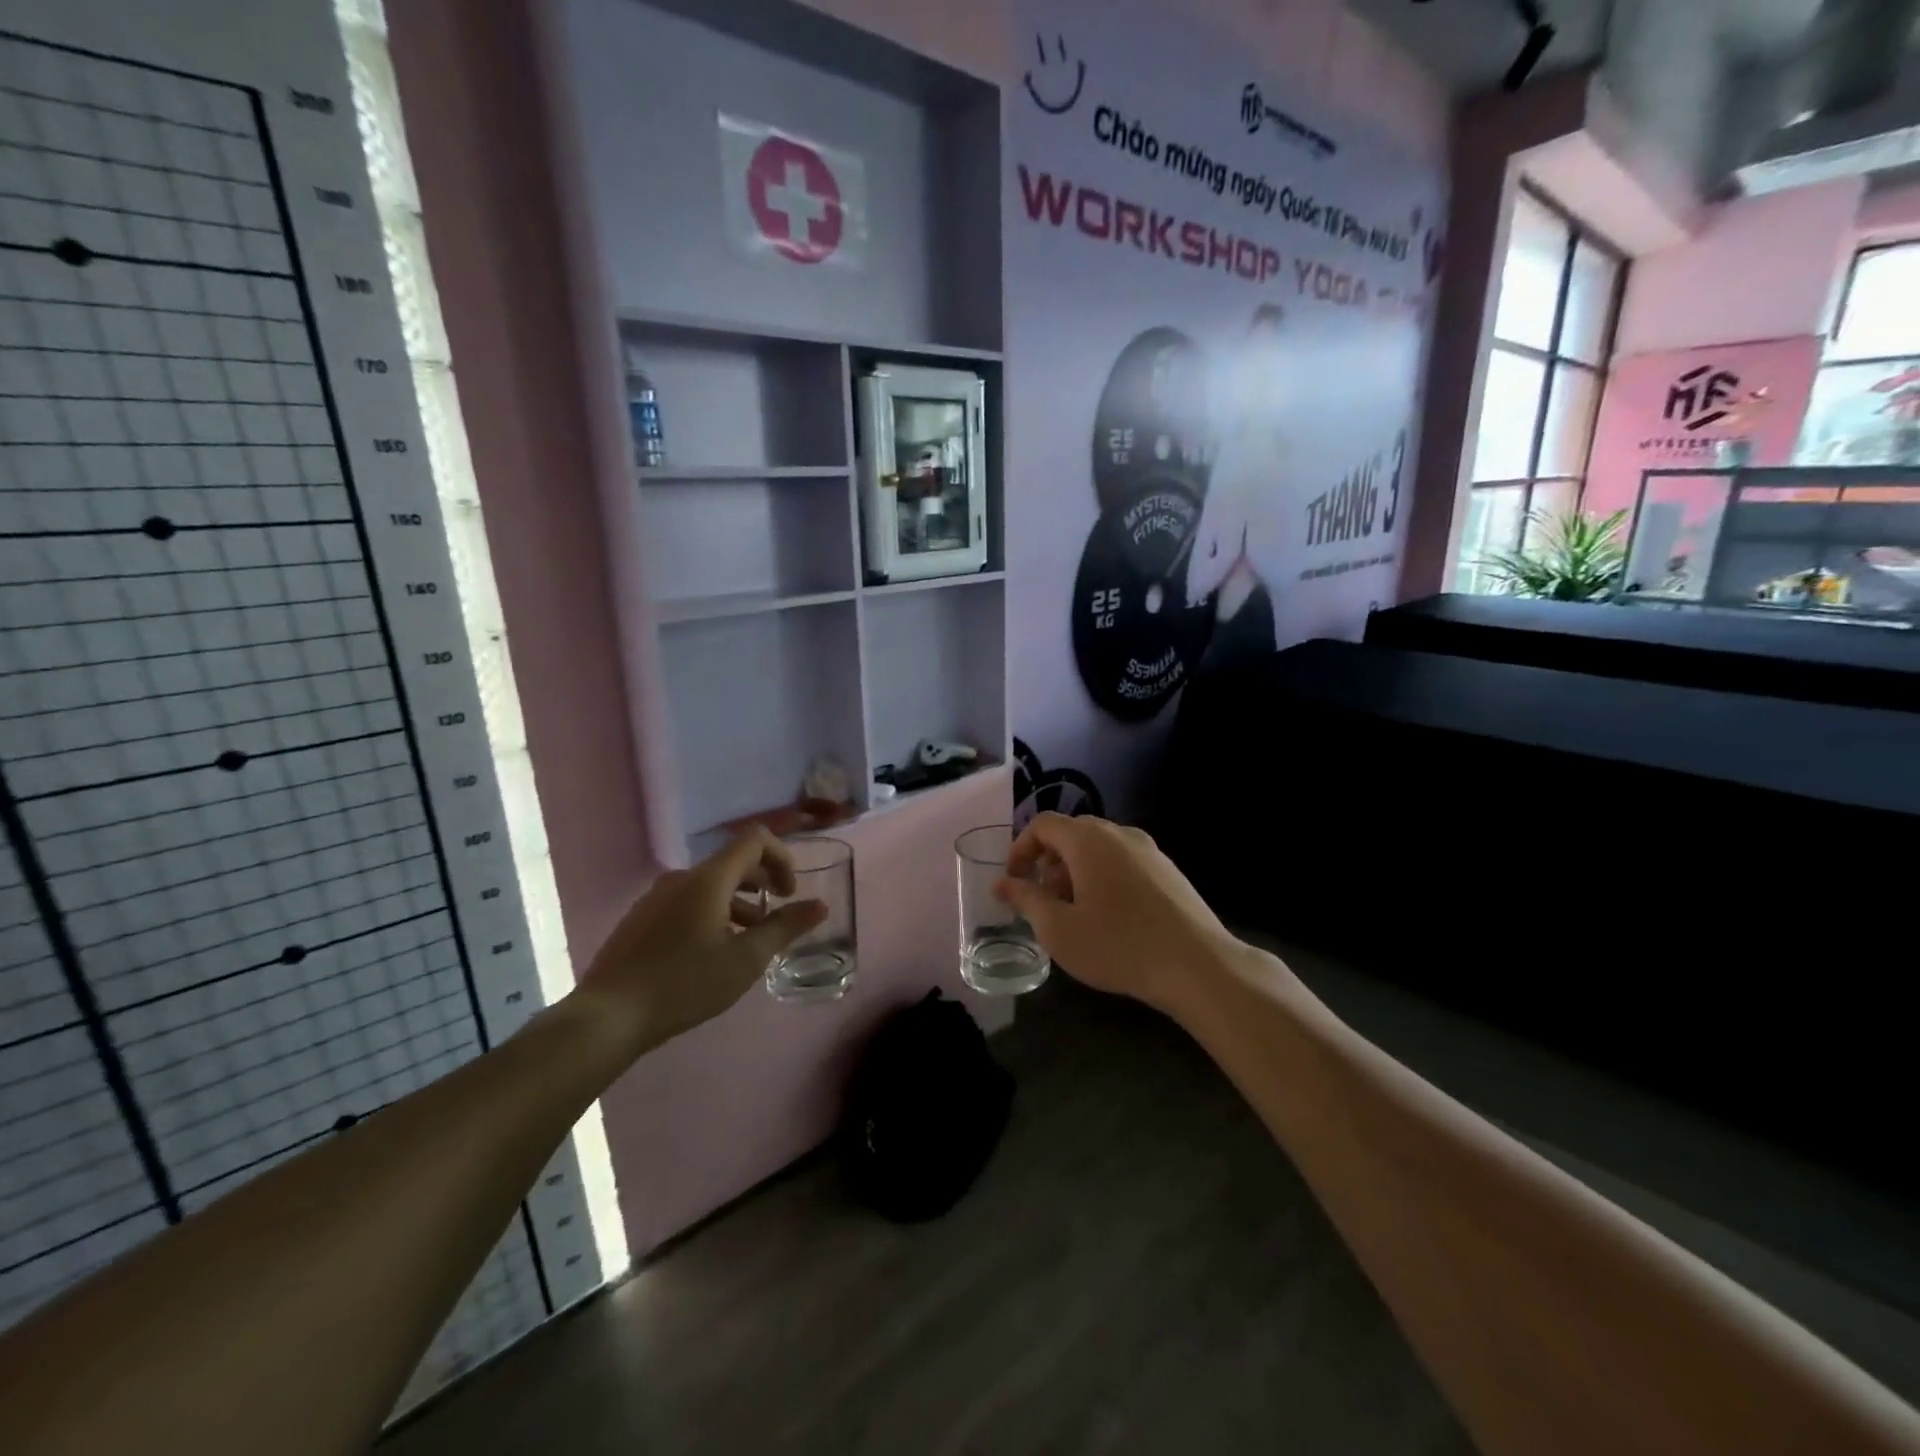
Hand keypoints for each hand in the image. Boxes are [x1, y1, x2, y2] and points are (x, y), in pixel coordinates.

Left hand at [574, 828, 826, 1058]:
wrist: (608, 1017)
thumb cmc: (684, 984)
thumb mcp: (745, 960)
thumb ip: (785, 928)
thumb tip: (820, 905)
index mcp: (708, 879)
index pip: (754, 840)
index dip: (781, 857)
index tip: (789, 893)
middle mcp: (681, 878)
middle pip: (732, 862)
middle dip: (762, 882)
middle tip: (776, 915)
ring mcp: (655, 897)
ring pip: (709, 885)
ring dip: (737, 902)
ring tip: (747, 939)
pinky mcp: (640, 919)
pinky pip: (686, 901)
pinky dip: (711, 913)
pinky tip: (710, 953)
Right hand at [994, 814, 1241, 1013]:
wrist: (1197, 965)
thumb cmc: (1118, 945)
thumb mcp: (1058, 929)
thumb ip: (1025, 900)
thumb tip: (1001, 883)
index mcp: (1088, 840)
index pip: (1043, 825)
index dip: (1020, 849)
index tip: (1014, 883)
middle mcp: (1119, 834)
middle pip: (1072, 833)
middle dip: (1048, 862)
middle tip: (1042, 900)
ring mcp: (1149, 850)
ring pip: (1099, 848)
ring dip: (1076, 871)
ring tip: (1074, 912)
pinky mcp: (1168, 870)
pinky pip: (1123, 861)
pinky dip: (1103, 877)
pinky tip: (1110, 917)